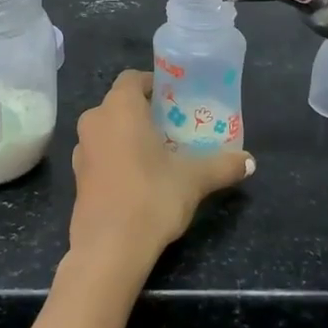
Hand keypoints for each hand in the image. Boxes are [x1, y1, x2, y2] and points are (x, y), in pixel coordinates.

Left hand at [69, 71, 251, 270]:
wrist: (108, 248)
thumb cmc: (150, 197)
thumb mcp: (193, 180)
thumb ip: (222, 165)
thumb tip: (250, 161)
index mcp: (120, 107)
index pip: (133, 78)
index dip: (154, 84)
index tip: (177, 99)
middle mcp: (95, 120)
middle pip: (121, 103)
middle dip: (146, 112)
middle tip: (175, 127)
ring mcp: (82, 149)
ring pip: (109, 129)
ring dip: (130, 135)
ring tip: (160, 153)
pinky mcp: (78, 176)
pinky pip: (101, 153)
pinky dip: (118, 156)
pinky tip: (140, 178)